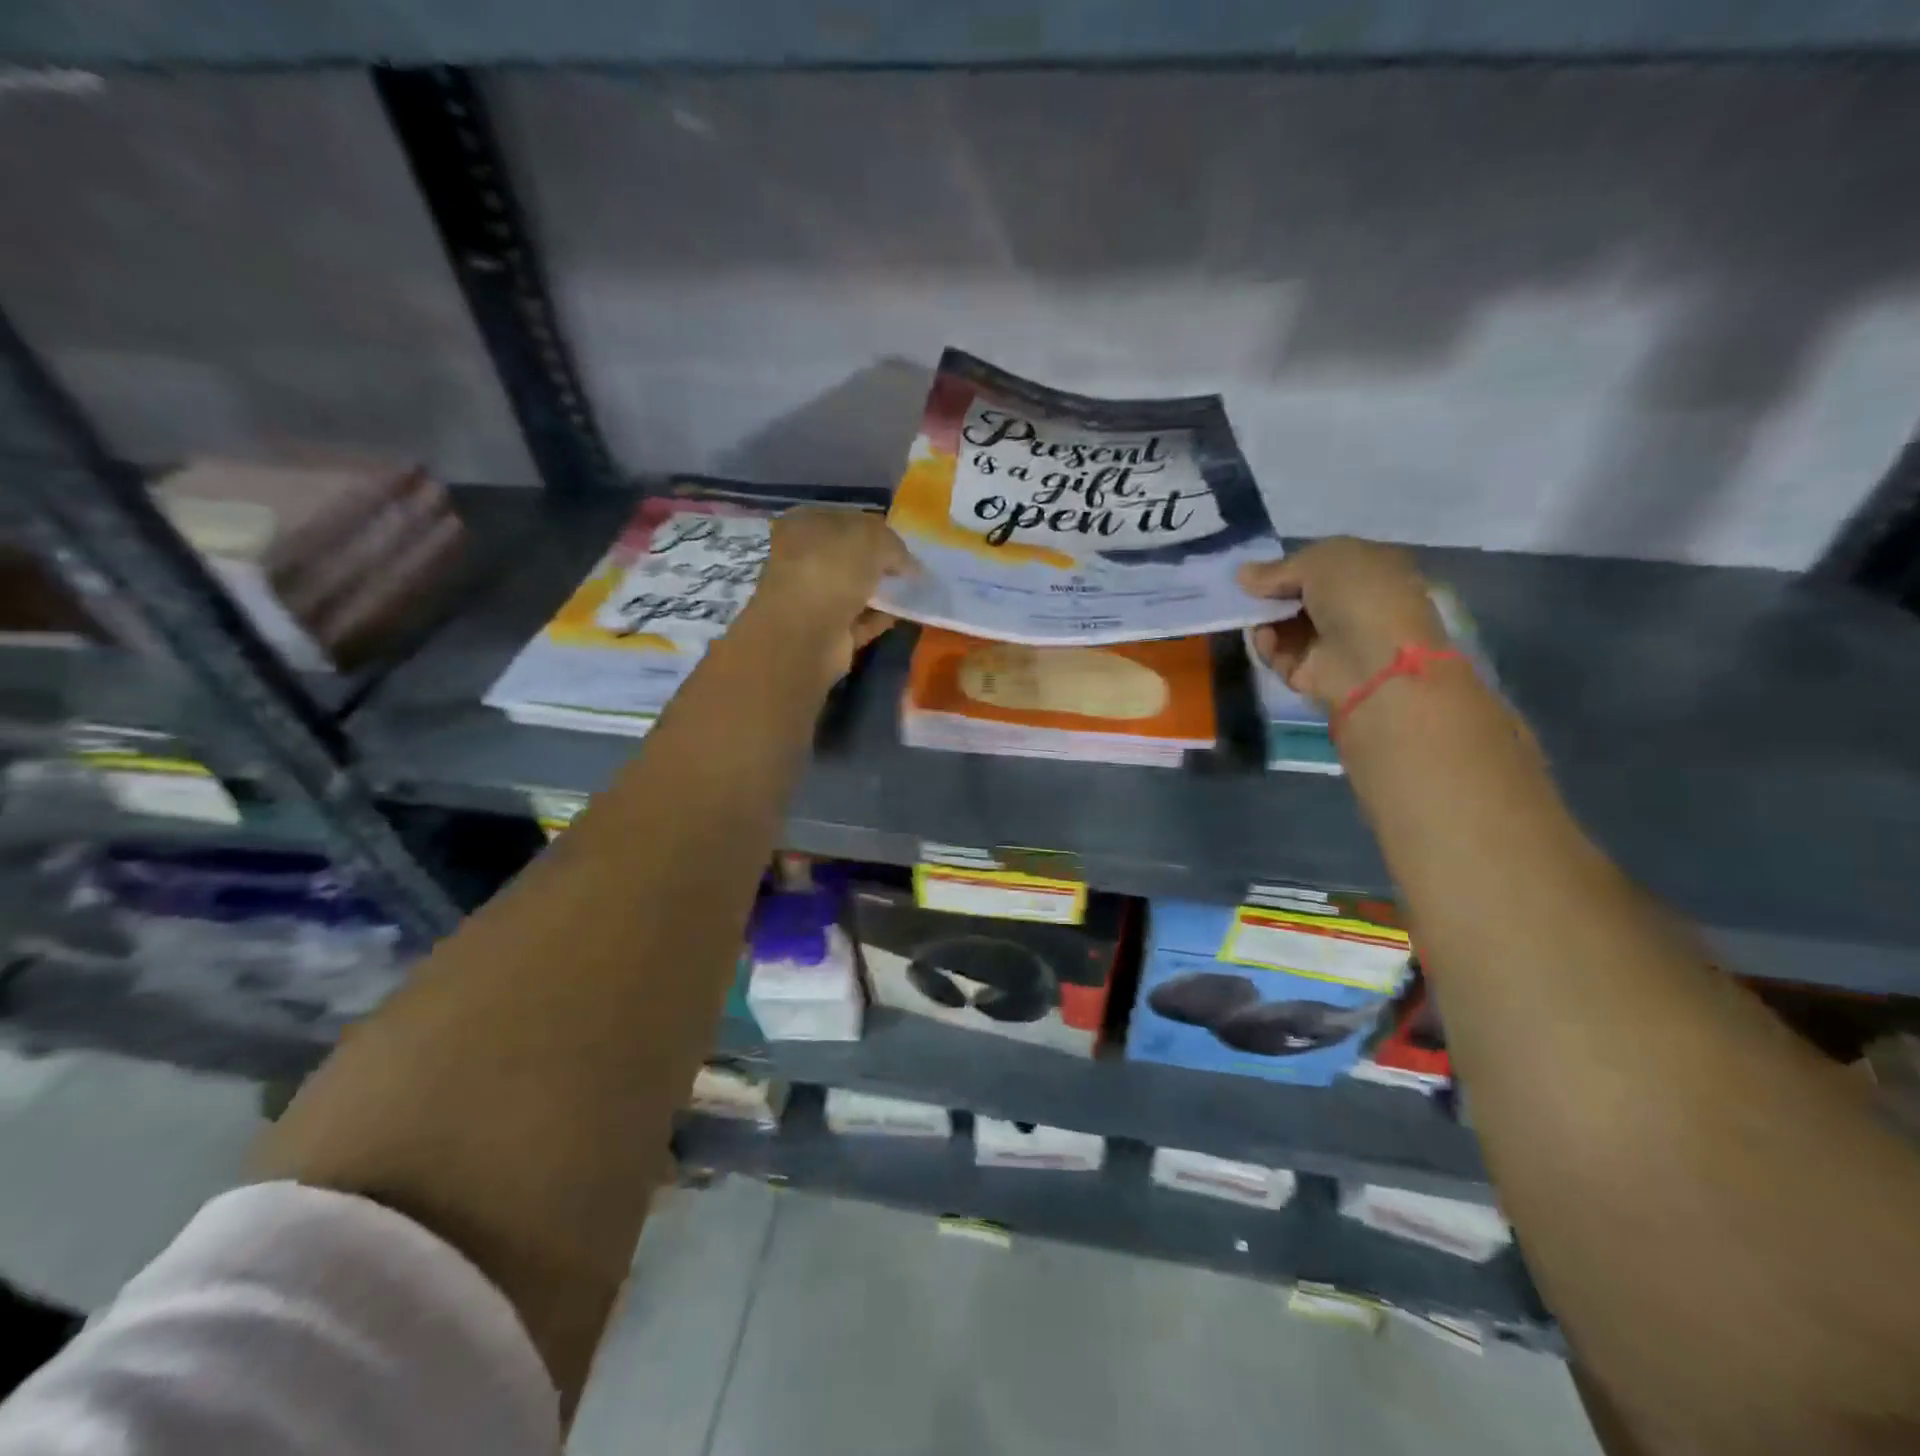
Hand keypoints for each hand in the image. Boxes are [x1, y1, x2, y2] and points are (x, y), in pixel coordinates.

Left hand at [750, 507, 914, 679]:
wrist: (807, 632)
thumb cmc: (833, 569)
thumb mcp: (873, 539)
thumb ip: (895, 545)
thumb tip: (910, 565)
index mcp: (804, 524)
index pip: (846, 520)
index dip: (877, 529)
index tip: (904, 543)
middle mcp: (803, 558)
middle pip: (850, 557)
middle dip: (879, 563)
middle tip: (911, 569)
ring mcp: (811, 597)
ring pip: (854, 590)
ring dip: (880, 592)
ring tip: (912, 592)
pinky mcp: (824, 631)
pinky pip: (859, 620)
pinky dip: (879, 618)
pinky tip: (902, 615)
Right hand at [1237, 538, 1448, 712]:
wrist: (1373, 660)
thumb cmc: (1357, 596)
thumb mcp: (1318, 562)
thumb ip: (1276, 569)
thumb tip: (1241, 574)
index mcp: (1370, 570)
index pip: (1322, 564)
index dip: (1290, 565)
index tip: (1258, 570)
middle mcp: (1354, 604)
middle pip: (1299, 596)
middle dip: (1271, 594)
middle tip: (1247, 594)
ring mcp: (1335, 641)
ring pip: (1285, 626)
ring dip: (1266, 620)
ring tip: (1254, 617)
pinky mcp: (1314, 671)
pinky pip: (1281, 654)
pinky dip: (1268, 646)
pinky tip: (1266, 638)